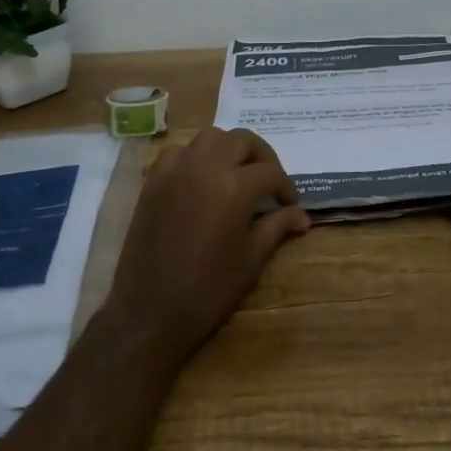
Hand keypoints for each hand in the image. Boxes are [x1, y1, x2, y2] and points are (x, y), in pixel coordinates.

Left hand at [101, 128, 310, 368]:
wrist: (149, 313)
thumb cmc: (207, 290)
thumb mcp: (251, 259)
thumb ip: (277, 227)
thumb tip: (302, 216)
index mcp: (234, 187)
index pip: (270, 172)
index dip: (286, 187)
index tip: (291, 204)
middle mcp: (204, 167)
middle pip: (241, 140)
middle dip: (262, 156)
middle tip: (269, 182)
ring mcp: (175, 170)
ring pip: (209, 138)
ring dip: (229, 148)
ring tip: (237, 174)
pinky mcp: (153, 181)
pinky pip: (179, 152)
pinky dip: (196, 156)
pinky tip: (202, 180)